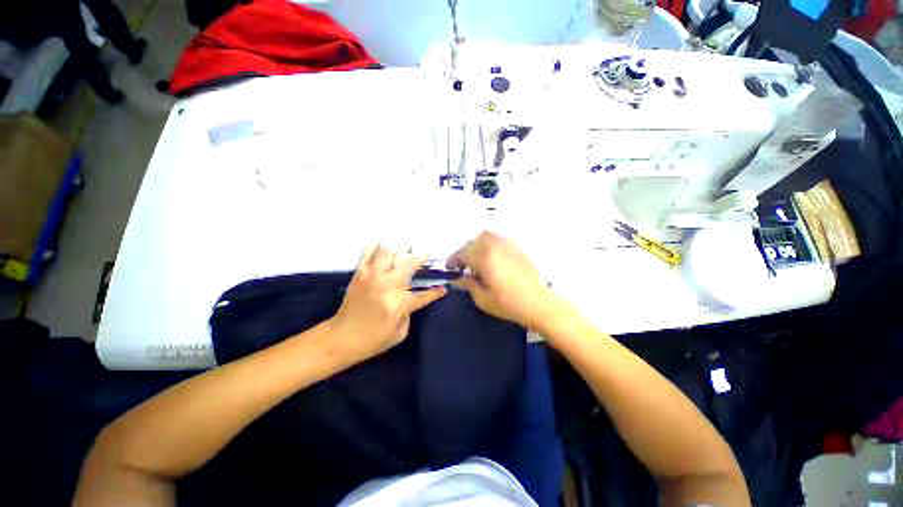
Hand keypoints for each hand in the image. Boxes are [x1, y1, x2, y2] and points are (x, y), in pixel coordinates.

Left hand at [328, 245, 446, 364]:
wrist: (342, 338)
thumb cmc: (373, 340)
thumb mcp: (400, 333)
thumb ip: (409, 312)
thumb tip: (409, 296)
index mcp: (400, 303)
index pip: (424, 294)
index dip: (436, 292)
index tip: (444, 288)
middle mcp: (388, 285)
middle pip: (409, 263)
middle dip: (421, 256)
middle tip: (428, 253)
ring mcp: (373, 276)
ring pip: (389, 252)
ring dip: (400, 250)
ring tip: (405, 251)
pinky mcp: (360, 274)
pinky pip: (368, 253)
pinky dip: (376, 247)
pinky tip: (382, 246)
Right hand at [447, 231, 562, 330]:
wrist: (539, 303)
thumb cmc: (508, 303)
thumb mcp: (482, 298)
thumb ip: (468, 284)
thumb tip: (458, 279)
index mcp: (484, 258)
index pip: (462, 252)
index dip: (453, 259)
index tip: (450, 268)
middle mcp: (494, 246)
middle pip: (472, 243)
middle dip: (463, 253)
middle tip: (461, 266)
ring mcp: (507, 244)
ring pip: (485, 237)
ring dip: (476, 245)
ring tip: (476, 260)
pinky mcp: (516, 247)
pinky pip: (498, 239)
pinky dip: (489, 244)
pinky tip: (491, 258)